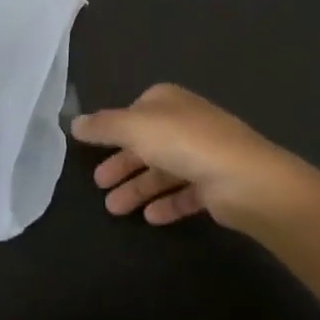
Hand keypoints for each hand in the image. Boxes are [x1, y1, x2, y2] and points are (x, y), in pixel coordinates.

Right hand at [72, 83, 318, 230]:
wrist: (245, 180)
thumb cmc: (184, 143)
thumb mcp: (134, 128)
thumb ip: (103, 126)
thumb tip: (74, 122)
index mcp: (168, 101)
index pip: (135, 112)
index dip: (115, 129)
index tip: (94, 148)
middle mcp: (186, 123)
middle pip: (146, 144)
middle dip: (122, 164)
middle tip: (98, 184)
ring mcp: (203, 155)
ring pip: (162, 171)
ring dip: (138, 189)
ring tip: (114, 210)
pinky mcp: (216, 186)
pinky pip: (184, 194)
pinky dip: (166, 204)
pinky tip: (150, 218)